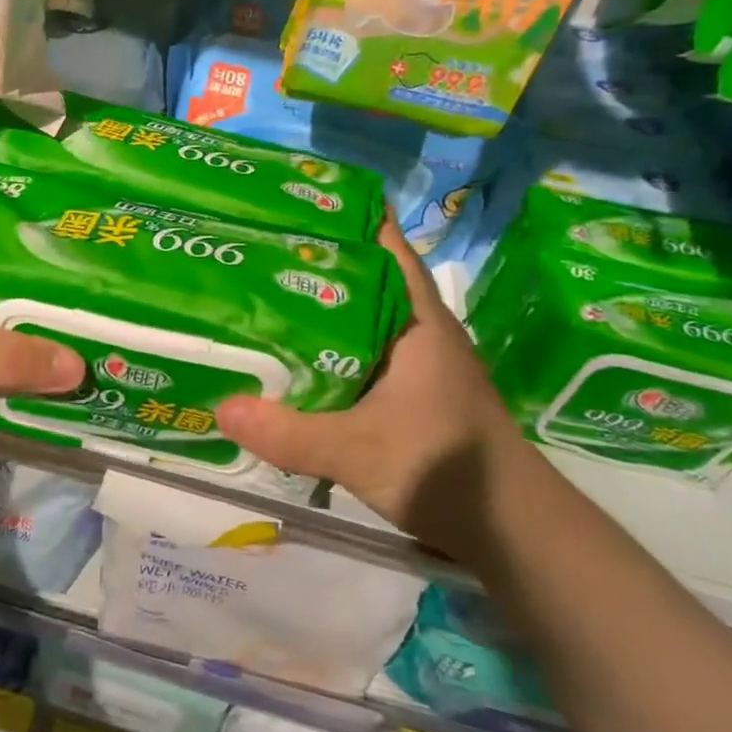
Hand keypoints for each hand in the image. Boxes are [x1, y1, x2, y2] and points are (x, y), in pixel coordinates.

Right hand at [216, 220, 533, 557]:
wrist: (511, 529)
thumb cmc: (446, 468)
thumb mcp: (358, 450)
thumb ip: (290, 433)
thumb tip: (220, 406)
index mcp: (415, 319)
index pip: (383, 245)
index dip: (342, 216)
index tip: (291, 202)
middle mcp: (416, 329)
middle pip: (361, 276)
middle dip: (312, 258)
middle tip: (252, 247)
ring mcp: (415, 362)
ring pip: (357, 316)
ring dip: (316, 304)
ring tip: (257, 293)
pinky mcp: (409, 392)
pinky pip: (357, 352)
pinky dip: (325, 345)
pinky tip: (290, 356)